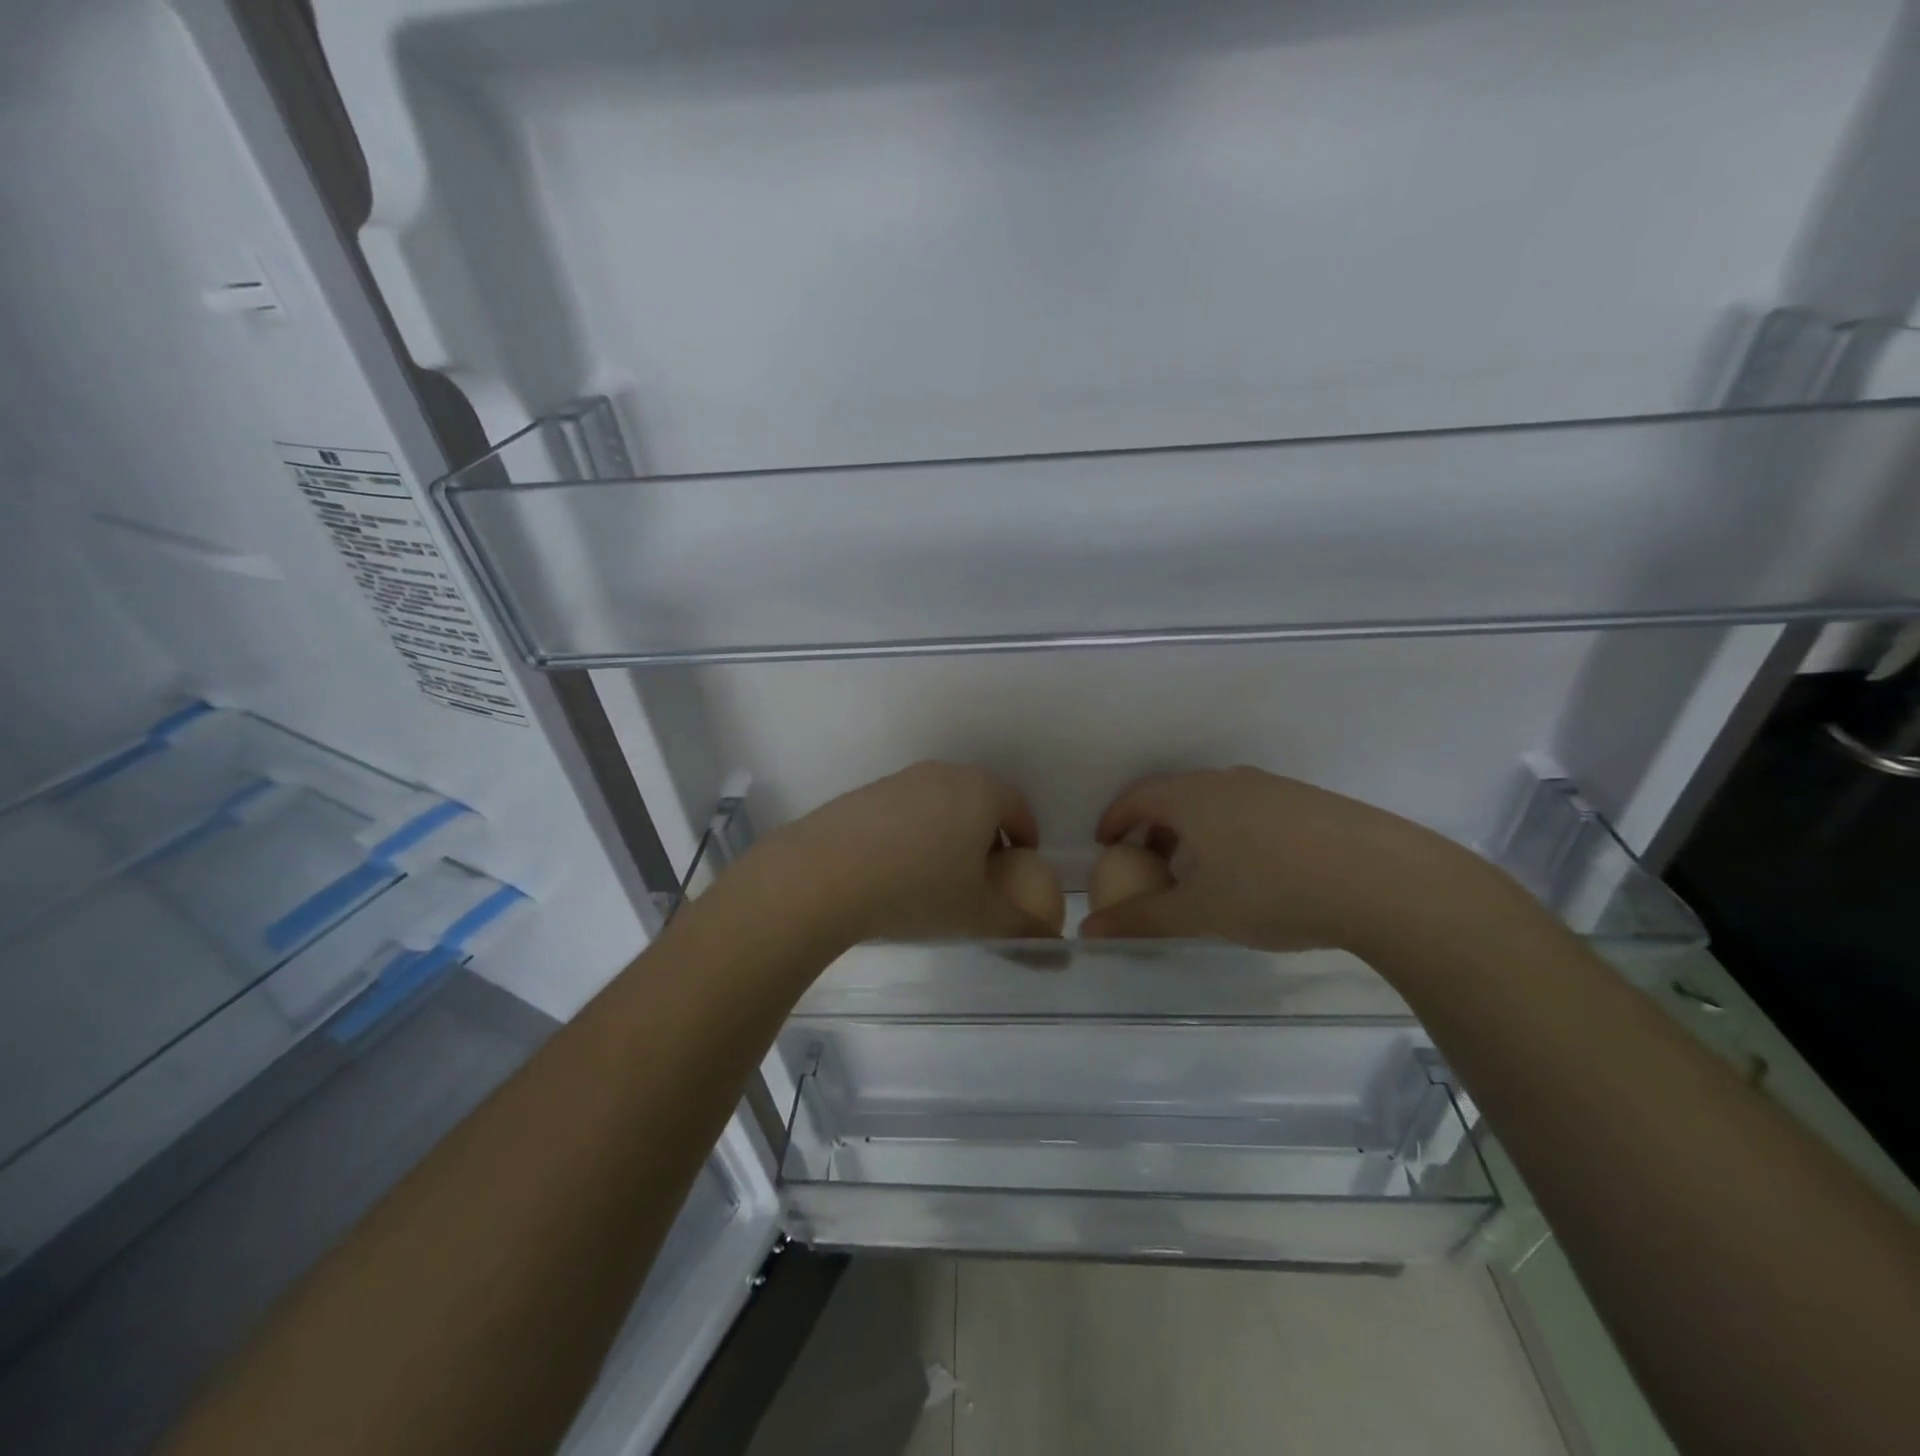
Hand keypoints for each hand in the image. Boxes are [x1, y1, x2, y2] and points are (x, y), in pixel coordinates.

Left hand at [750, 762, 1059, 945]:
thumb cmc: (918, 890)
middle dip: (987, 834)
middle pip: (979, 800)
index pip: (1018, 806)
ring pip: (939, 804)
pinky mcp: (864, 793)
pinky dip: (911, 834)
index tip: (1022, 865)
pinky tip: (894, 870)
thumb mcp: (978, 916)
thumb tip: (1053, 942)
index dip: (1026, 836)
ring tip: (936, 876)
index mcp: (980, 793)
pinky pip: (903, 811)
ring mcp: (900, 780)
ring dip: (948, 833)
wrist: (825, 874)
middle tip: (982, 875)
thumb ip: (1021, 927)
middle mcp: (943, 775)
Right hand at [1079, 768, 1522, 955]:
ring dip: (1194, 831)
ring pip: (1215, 803)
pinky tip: (1255, 870)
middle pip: (1175, 796)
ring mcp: (1271, 787)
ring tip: (1201, 872)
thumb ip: (1141, 919)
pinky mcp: (1307, 801)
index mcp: (1192, 797)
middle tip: (1149, 864)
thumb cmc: (1271, 891)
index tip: (1105, 844)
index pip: (1137, 798)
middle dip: (1153, 828)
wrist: (1381, 879)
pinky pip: (1249, 810)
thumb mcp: (1199, 912)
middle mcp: (1226, 781)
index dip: (1114, 820)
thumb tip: (1089, 930)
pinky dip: (1231, 832)